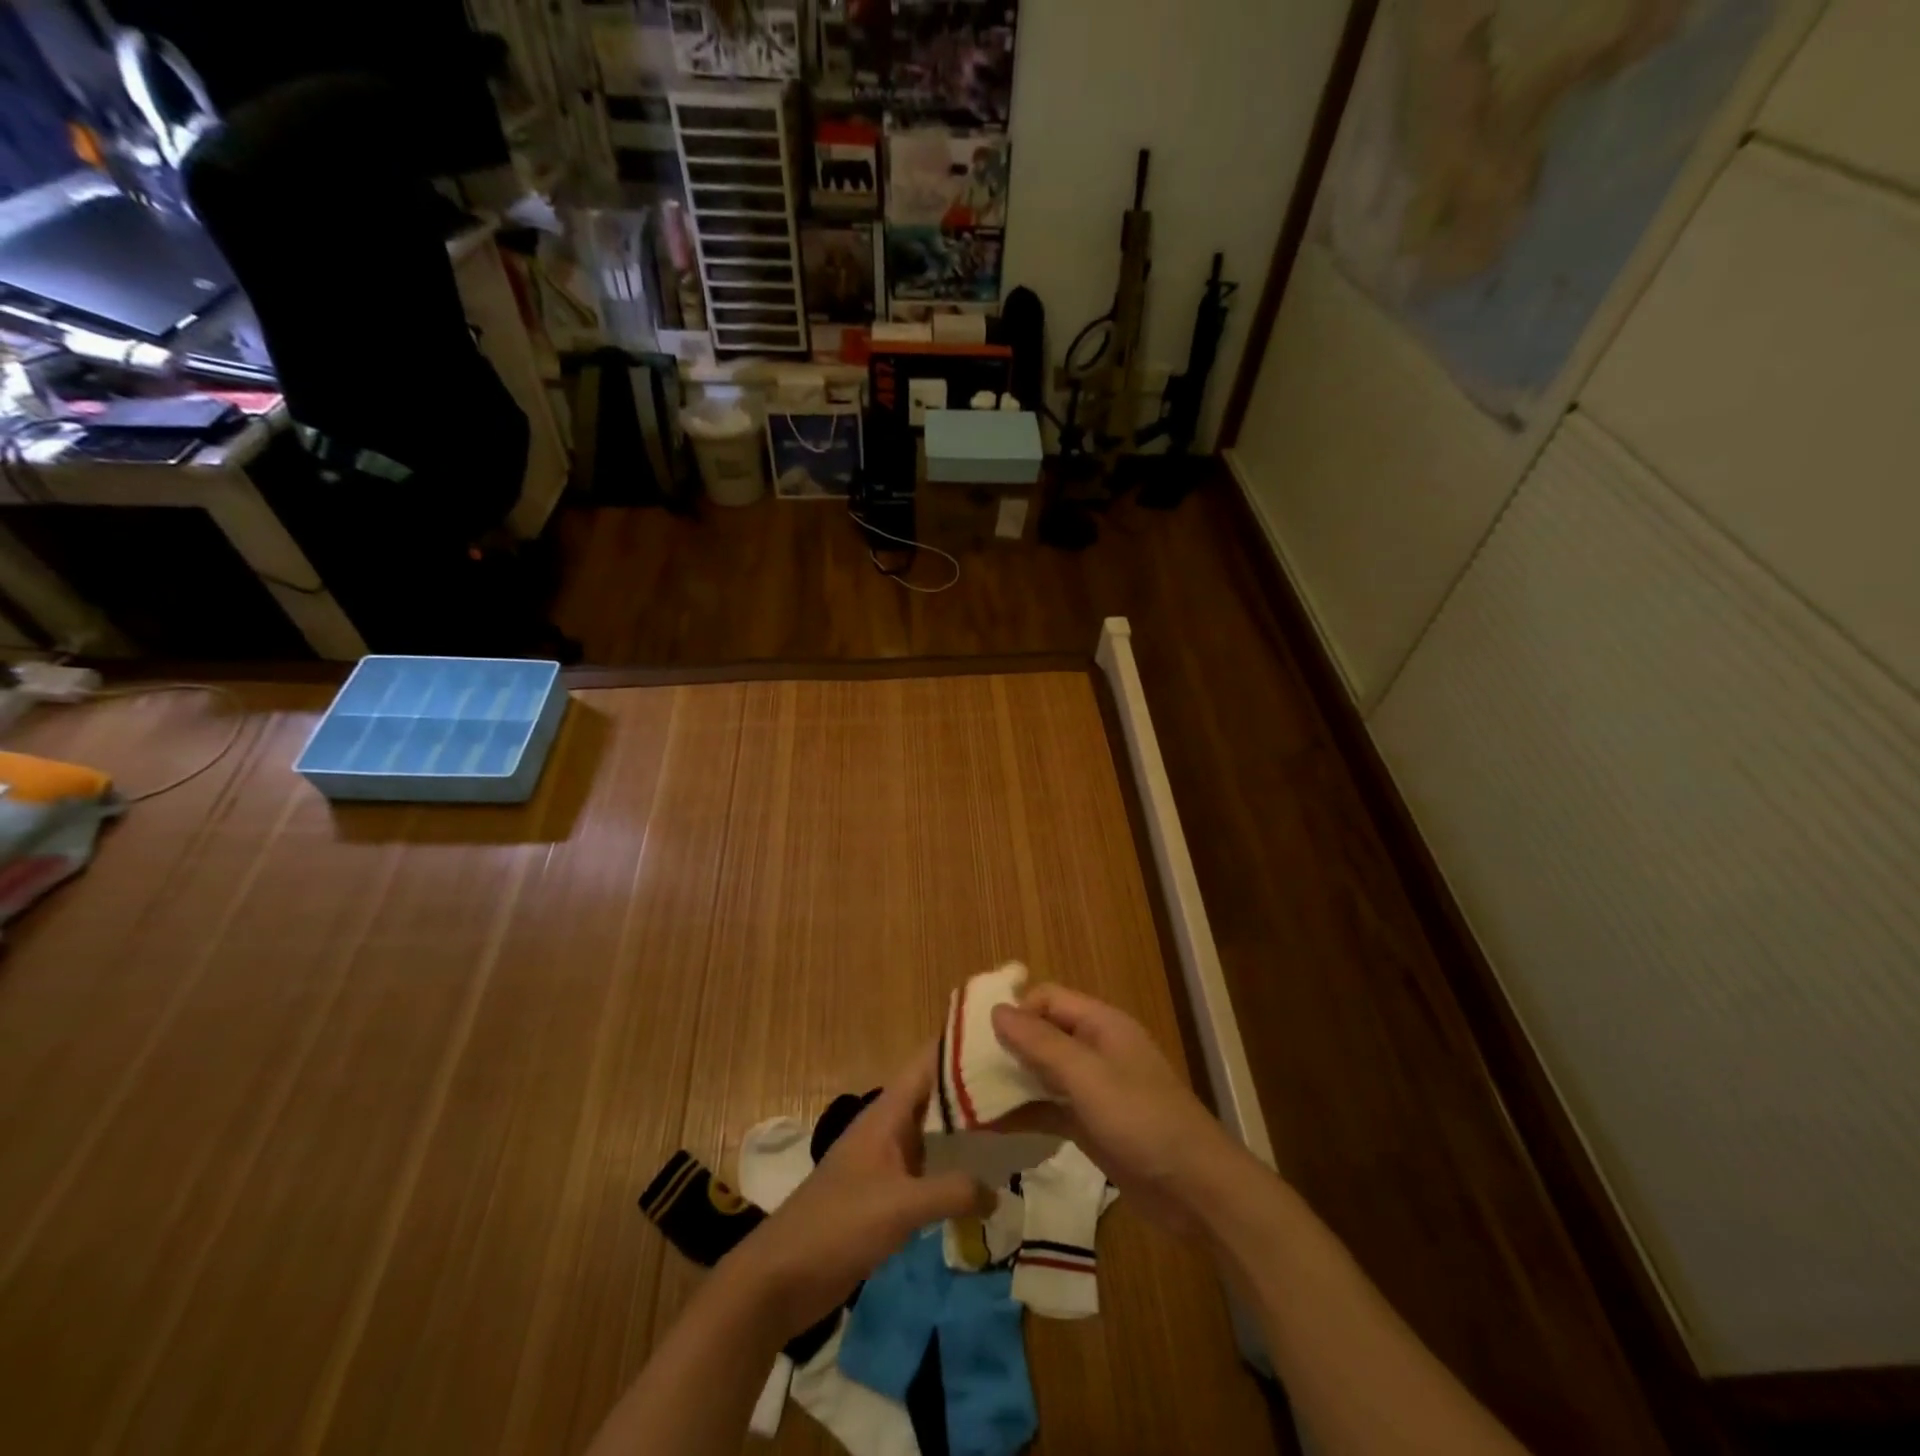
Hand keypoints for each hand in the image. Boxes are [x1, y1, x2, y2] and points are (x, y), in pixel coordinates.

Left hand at [720, 1044, 990, 1340]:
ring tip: (1016, 1125)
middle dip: (974, 1089)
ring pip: (935, 1133)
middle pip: (937, 1096)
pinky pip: (928, 1168)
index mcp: (887, 1113)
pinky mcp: (886, 1192)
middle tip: (1022, 1084)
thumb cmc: (839, 1224)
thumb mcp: (901, 1205)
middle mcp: (889, 1127)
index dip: (960, 1045)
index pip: (928, 1062)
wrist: (782, 1276)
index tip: (1001, 1036)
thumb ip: (952, 1191)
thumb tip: (999, 1190)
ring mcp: (887, 1160)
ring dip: (967, 1131)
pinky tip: (984, 1180)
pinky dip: (954, 1168)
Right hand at [990, 985, 1250, 1231]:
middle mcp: (1096, 1049)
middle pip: (1043, 1034)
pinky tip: (990, 1127)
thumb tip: (997, 1010)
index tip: (977, 1034)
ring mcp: (1094, 1088)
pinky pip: (1050, 1108)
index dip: (1015, 1010)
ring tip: (966, 1096)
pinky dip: (1024, 1114)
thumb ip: (1041, 1044)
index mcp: (1101, 1024)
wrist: (1196, 1189)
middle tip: (961, 1066)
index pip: (1048, 999)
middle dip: (1006, 1046)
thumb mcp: (1088, 1077)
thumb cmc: (1142, 1120)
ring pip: (1043, 1073)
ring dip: (1011, 1082)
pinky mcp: (1092, 1124)